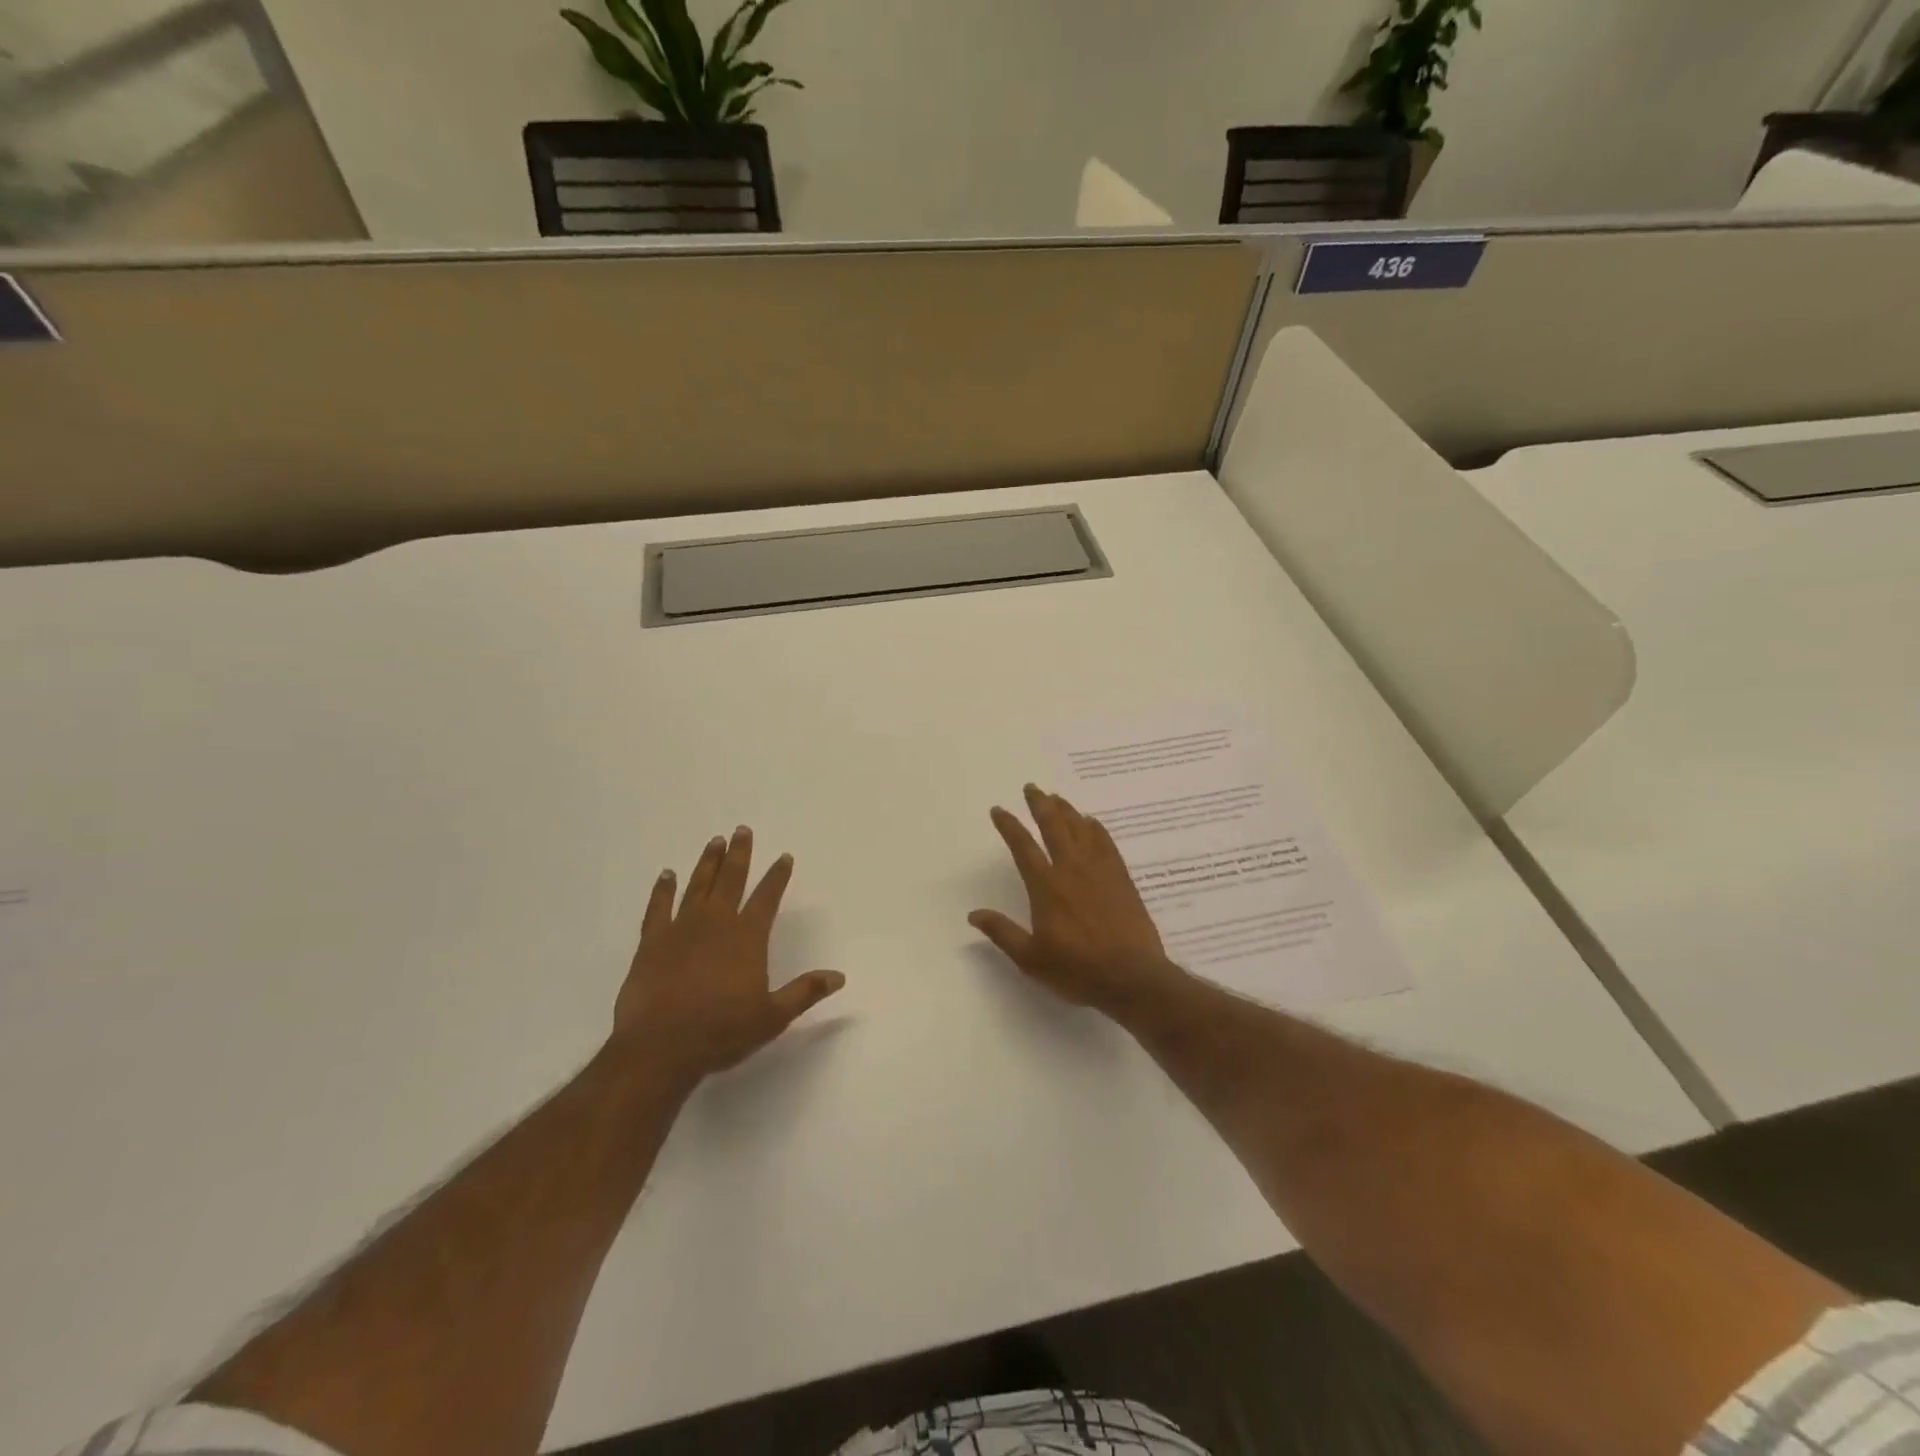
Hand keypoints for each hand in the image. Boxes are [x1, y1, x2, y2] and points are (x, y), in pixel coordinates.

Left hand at [613, 826, 844, 1089]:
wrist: (659, 1047)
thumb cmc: (721, 1032)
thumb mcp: (772, 1017)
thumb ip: (805, 992)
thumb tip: (839, 976)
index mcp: (747, 937)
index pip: (767, 897)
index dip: (777, 876)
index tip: (784, 857)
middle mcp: (716, 923)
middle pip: (731, 880)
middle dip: (740, 854)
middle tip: (742, 830)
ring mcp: (680, 929)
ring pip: (697, 886)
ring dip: (707, 863)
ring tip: (715, 841)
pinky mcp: (651, 943)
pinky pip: (658, 908)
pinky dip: (663, 890)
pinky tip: (667, 875)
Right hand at [969, 784, 1185, 1019]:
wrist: (1132, 977)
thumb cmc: (1077, 970)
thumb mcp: (1031, 959)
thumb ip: (1002, 933)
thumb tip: (974, 914)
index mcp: (1046, 887)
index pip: (1023, 847)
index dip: (1009, 826)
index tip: (999, 810)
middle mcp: (1071, 869)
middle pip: (1053, 826)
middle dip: (1040, 804)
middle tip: (1032, 787)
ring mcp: (1099, 870)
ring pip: (1080, 829)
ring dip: (1066, 810)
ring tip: (1056, 797)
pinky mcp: (1121, 877)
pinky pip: (1106, 842)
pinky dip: (1096, 828)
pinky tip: (1091, 822)